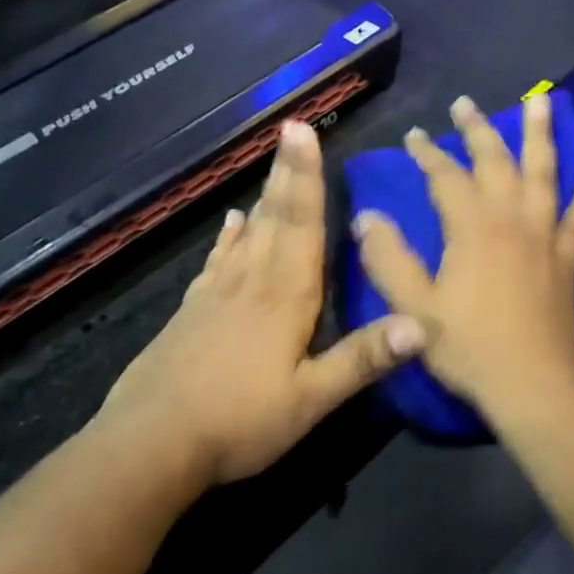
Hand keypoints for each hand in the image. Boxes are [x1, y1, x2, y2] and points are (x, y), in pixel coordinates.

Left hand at [100, 120, 426, 486]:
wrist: (151, 444)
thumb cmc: (239, 422)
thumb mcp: (311, 399)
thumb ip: (363, 359)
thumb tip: (422, 323)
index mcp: (286, 298)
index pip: (303, 226)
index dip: (307, 179)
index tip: (304, 132)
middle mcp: (252, 283)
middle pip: (275, 218)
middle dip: (287, 173)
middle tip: (290, 129)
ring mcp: (217, 295)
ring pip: (248, 233)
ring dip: (264, 195)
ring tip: (272, 165)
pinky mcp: (192, 312)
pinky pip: (217, 262)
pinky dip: (228, 238)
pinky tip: (231, 222)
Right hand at [354, 91, 573, 425]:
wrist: (533, 385)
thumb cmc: (470, 348)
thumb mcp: (415, 310)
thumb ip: (389, 260)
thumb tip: (367, 216)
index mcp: (473, 229)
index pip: (446, 177)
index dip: (427, 154)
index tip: (412, 136)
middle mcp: (512, 221)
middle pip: (497, 161)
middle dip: (479, 130)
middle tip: (465, 105)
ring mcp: (545, 237)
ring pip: (544, 174)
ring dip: (540, 136)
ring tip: (542, 100)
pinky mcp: (566, 258)